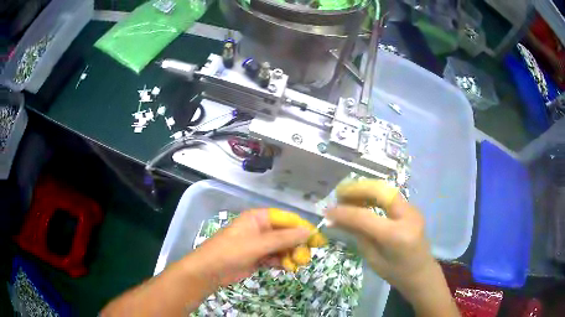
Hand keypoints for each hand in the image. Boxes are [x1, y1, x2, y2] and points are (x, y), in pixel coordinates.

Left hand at [100, 209, 314, 316]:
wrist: (209, 271)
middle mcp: (261, 229)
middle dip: (297, 245)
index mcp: (259, 218)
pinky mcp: (258, 257)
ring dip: (291, 255)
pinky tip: (287, 268)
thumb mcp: (258, 244)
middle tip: (305, 258)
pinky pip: (276, 257)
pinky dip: (283, 262)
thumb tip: (308, 231)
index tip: (318, 240)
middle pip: (287, 234)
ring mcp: (259, 244)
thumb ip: (284, 238)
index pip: (287, 219)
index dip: (303, 228)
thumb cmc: (231, 252)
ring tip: (295, 266)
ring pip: (283, 247)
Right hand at [326, 179, 458, 316]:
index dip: (344, 212)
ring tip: (347, 195)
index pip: (365, 217)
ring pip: (386, 189)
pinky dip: (374, 194)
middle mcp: (407, 216)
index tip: (327, 211)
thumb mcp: (373, 259)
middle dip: (357, 189)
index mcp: (397, 235)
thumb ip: (357, 235)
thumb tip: (337, 219)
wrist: (422, 273)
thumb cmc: (396, 273)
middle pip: (380, 191)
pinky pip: (390, 196)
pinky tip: (362, 200)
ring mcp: (412, 210)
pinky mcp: (411, 209)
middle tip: (339, 193)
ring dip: (365, 189)